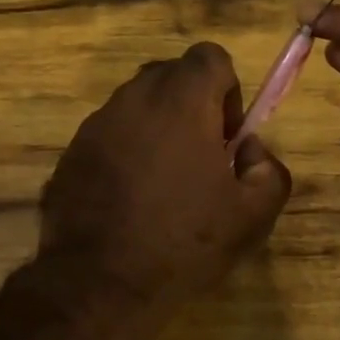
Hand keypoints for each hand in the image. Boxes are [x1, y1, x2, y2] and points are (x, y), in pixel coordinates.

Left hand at [38, 42, 291, 333]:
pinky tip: (129, 200)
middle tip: (200, 159)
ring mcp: (95, 124)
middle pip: (171, 76)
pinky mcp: (71, 152)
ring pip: (136, 106)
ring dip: (156, 129)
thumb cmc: (183, 243)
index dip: (227, 89)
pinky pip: (109, 136)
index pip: (210, 56)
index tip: (226, 136)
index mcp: (181, 101)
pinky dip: (125, 152)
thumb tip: (250, 151)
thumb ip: (268, 170)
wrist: (99, 282)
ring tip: (163, 185)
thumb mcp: (252, 216)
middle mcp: (133, 99)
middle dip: (192, 106)